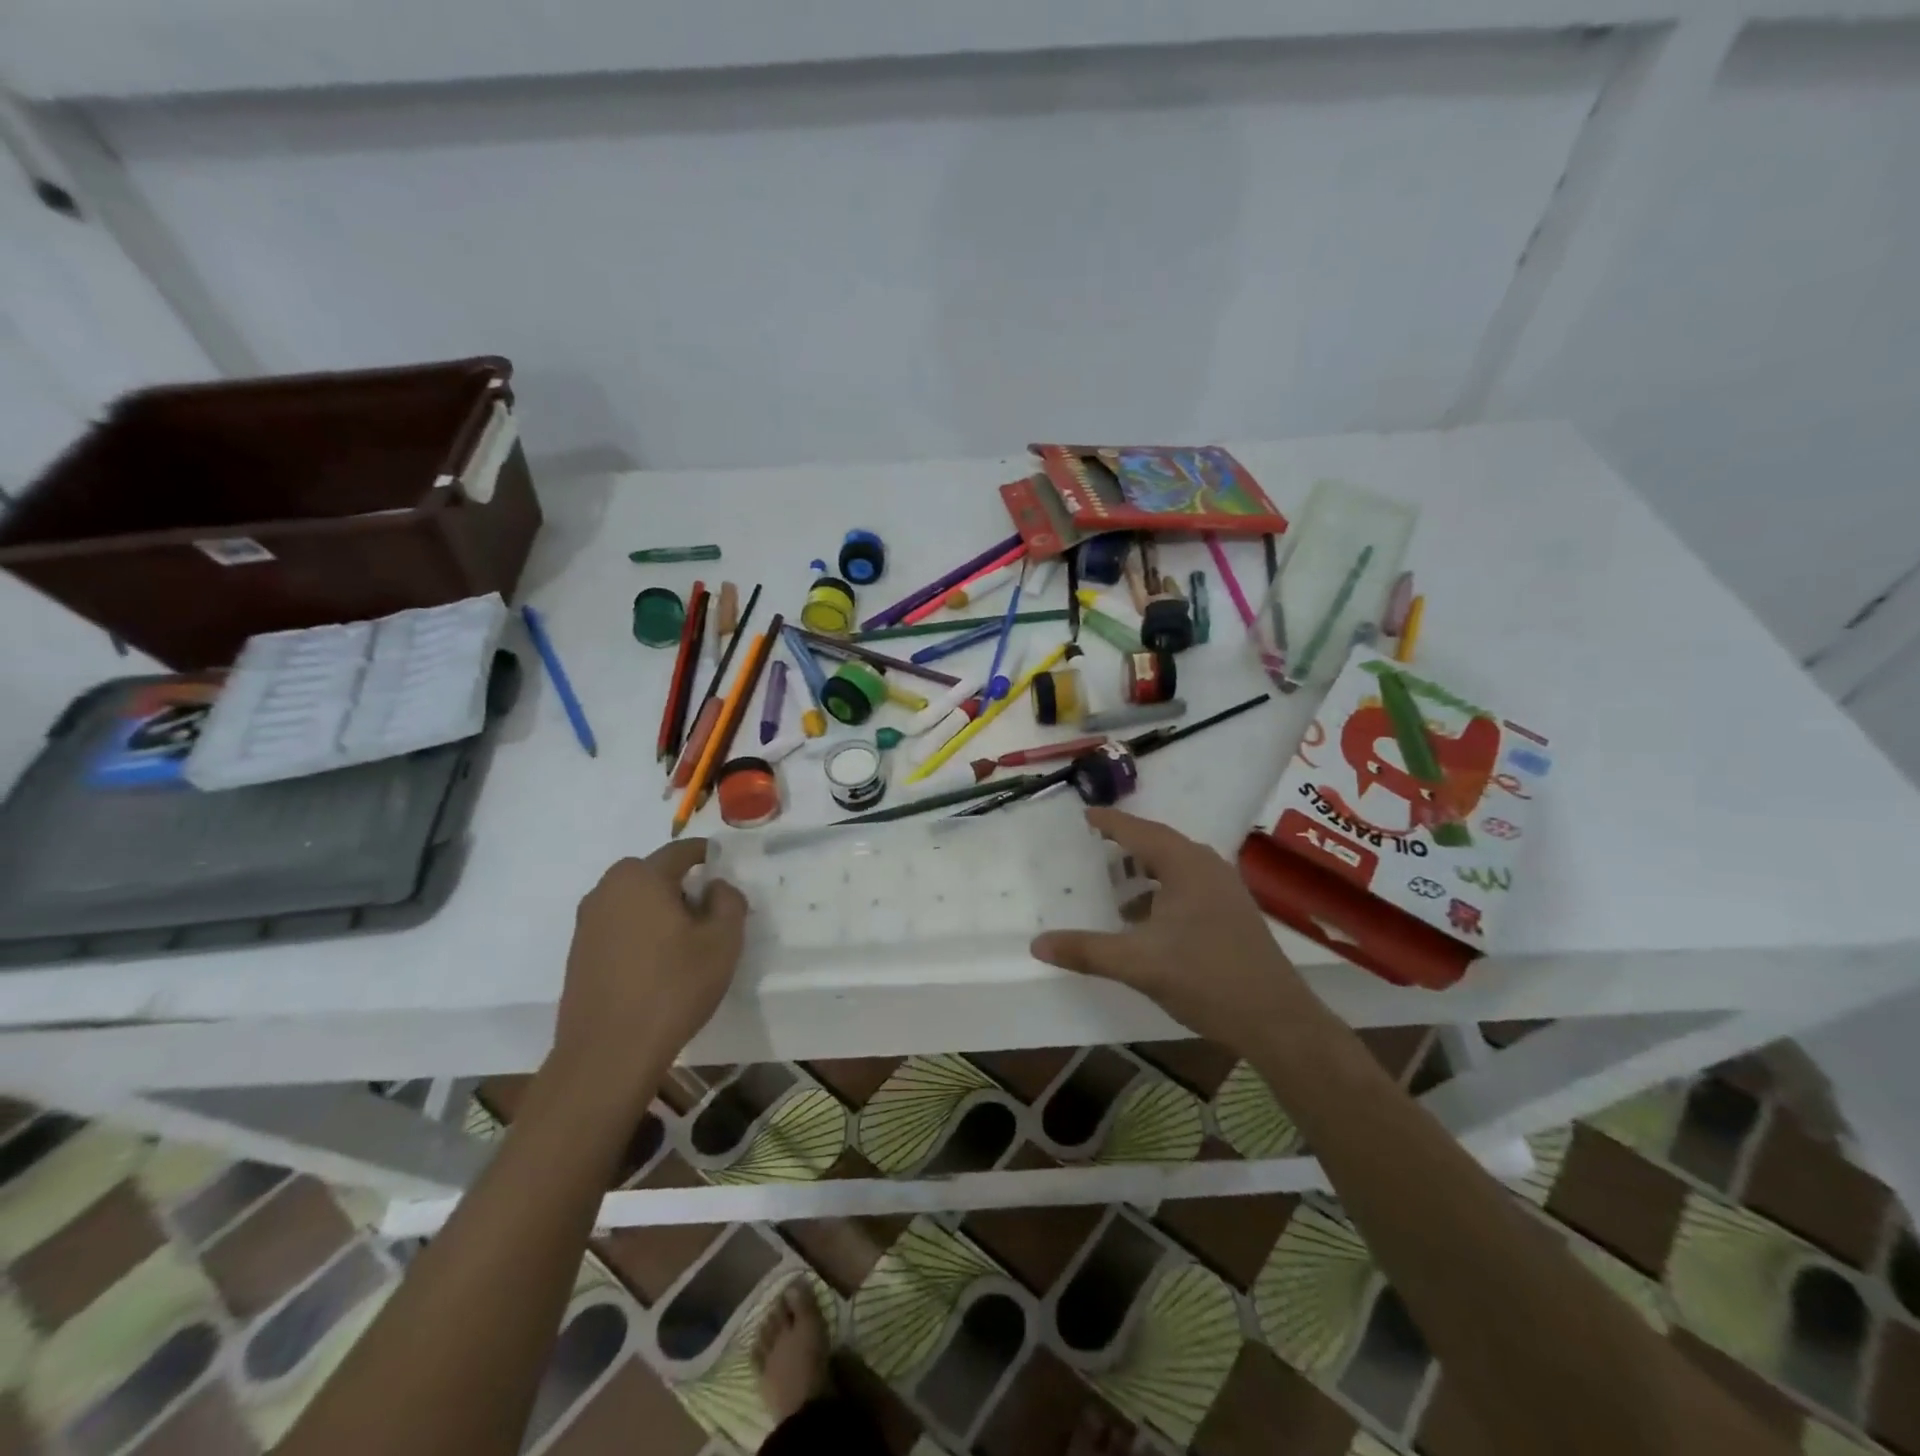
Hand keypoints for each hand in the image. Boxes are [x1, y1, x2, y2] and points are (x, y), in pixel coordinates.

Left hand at [549, 841, 747, 1109]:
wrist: (608, 1054)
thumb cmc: (673, 988)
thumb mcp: (723, 941)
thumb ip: (729, 901)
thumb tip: (716, 887)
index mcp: (641, 877)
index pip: (681, 851)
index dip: (709, 857)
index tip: (727, 872)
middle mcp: (607, 890)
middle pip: (655, 875)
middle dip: (684, 887)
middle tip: (710, 916)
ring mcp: (586, 923)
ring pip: (635, 902)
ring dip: (660, 912)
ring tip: (685, 945)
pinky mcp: (578, 954)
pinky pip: (619, 927)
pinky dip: (640, 934)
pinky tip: (657, 966)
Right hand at [1031, 808, 1309, 1054]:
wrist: (1276, 1020)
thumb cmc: (1206, 978)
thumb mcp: (1138, 964)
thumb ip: (1086, 951)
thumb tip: (1037, 944)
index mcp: (1186, 866)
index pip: (1140, 831)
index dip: (1110, 823)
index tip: (1085, 815)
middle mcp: (1208, 868)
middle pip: (1160, 845)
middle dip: (1126, 845)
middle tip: (1094, 848)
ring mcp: (1225, 891)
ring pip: (1176, 868)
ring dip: (1144, 872)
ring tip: (1114, 887)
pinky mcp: (1233, 913)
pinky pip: (1188, 887)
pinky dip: (1161, 892)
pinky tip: (1144, 921)